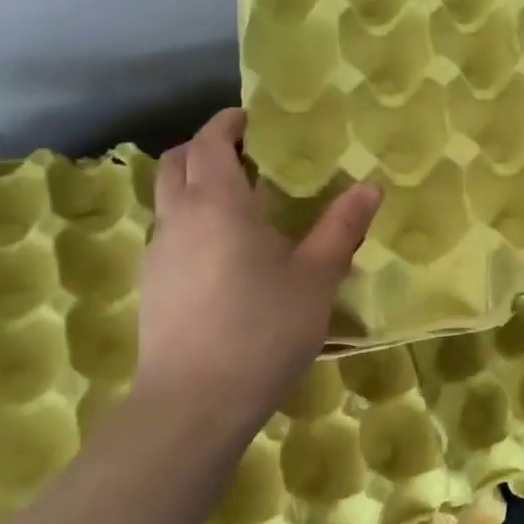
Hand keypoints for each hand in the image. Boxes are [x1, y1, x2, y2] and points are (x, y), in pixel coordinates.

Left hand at [132, 109, 380, 430]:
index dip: (228, 124)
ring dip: (196, 186)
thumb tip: (370, 186)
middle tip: (247, 156)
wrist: (194, 405)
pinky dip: (190, 222)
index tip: (252, 119)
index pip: (209, 143)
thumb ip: (342, 228)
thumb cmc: (262, 330)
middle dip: (205, 148)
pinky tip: (224, 254)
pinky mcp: (152, 288)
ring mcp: (157, 255)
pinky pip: (168, 234)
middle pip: (176, 163)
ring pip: (167, 200)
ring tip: (240, 205)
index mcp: (217, 205)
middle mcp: (177, 220)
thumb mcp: (316, 277)